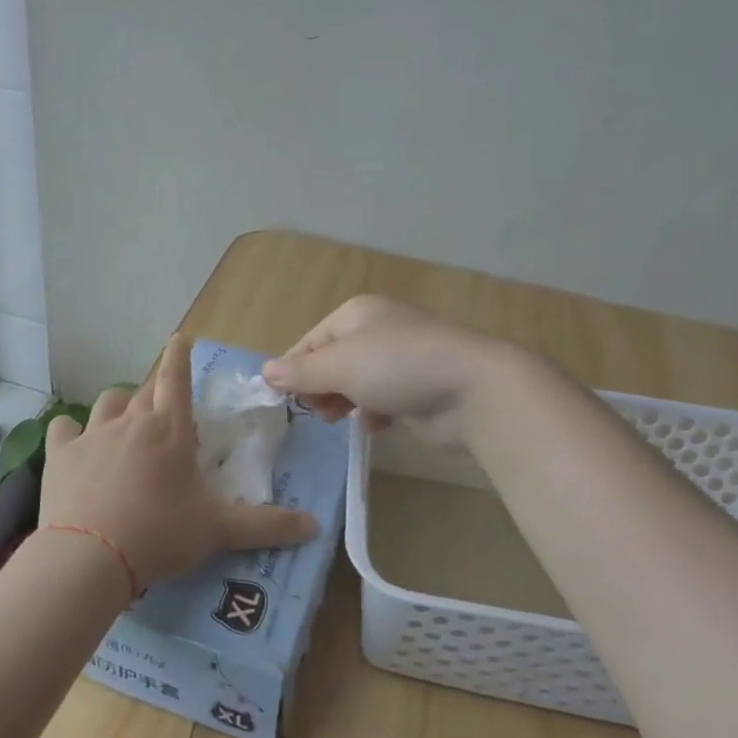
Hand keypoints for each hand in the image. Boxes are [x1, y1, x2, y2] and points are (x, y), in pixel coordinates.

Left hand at [39, 334, 316, 588]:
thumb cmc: (160, 534)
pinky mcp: (61, 455)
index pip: (177, 378)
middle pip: (145, 389)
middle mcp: (131, 421)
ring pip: (107, 402)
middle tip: (163, 401)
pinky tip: (74, 442)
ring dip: (119, 406)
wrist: (90, 557)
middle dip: (156, 388)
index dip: (179, 356)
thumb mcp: (218, 530)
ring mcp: (92, 435)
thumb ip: (267, 525)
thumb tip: (315, 525)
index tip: (179, 336)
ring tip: (124, 422)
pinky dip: (71, 431)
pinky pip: (64, 428)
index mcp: (170, 430)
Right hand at [261, 295, 510, 446]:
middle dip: (319, 388)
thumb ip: (300, 372)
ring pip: (356, 383)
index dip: (293, 369)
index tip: (281, 399)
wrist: (473, 391)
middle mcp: (378, 330)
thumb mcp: (339, 366)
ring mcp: (401, 359)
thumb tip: (265, 372)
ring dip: (343, 402)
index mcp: (357, 313)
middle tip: (316, 410)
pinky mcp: (418, 388)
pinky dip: (374, 412)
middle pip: (332, 362)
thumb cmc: (397, 366)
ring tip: (339, 418)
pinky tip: (375, 424)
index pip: (311, 341)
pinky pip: (382, 399)